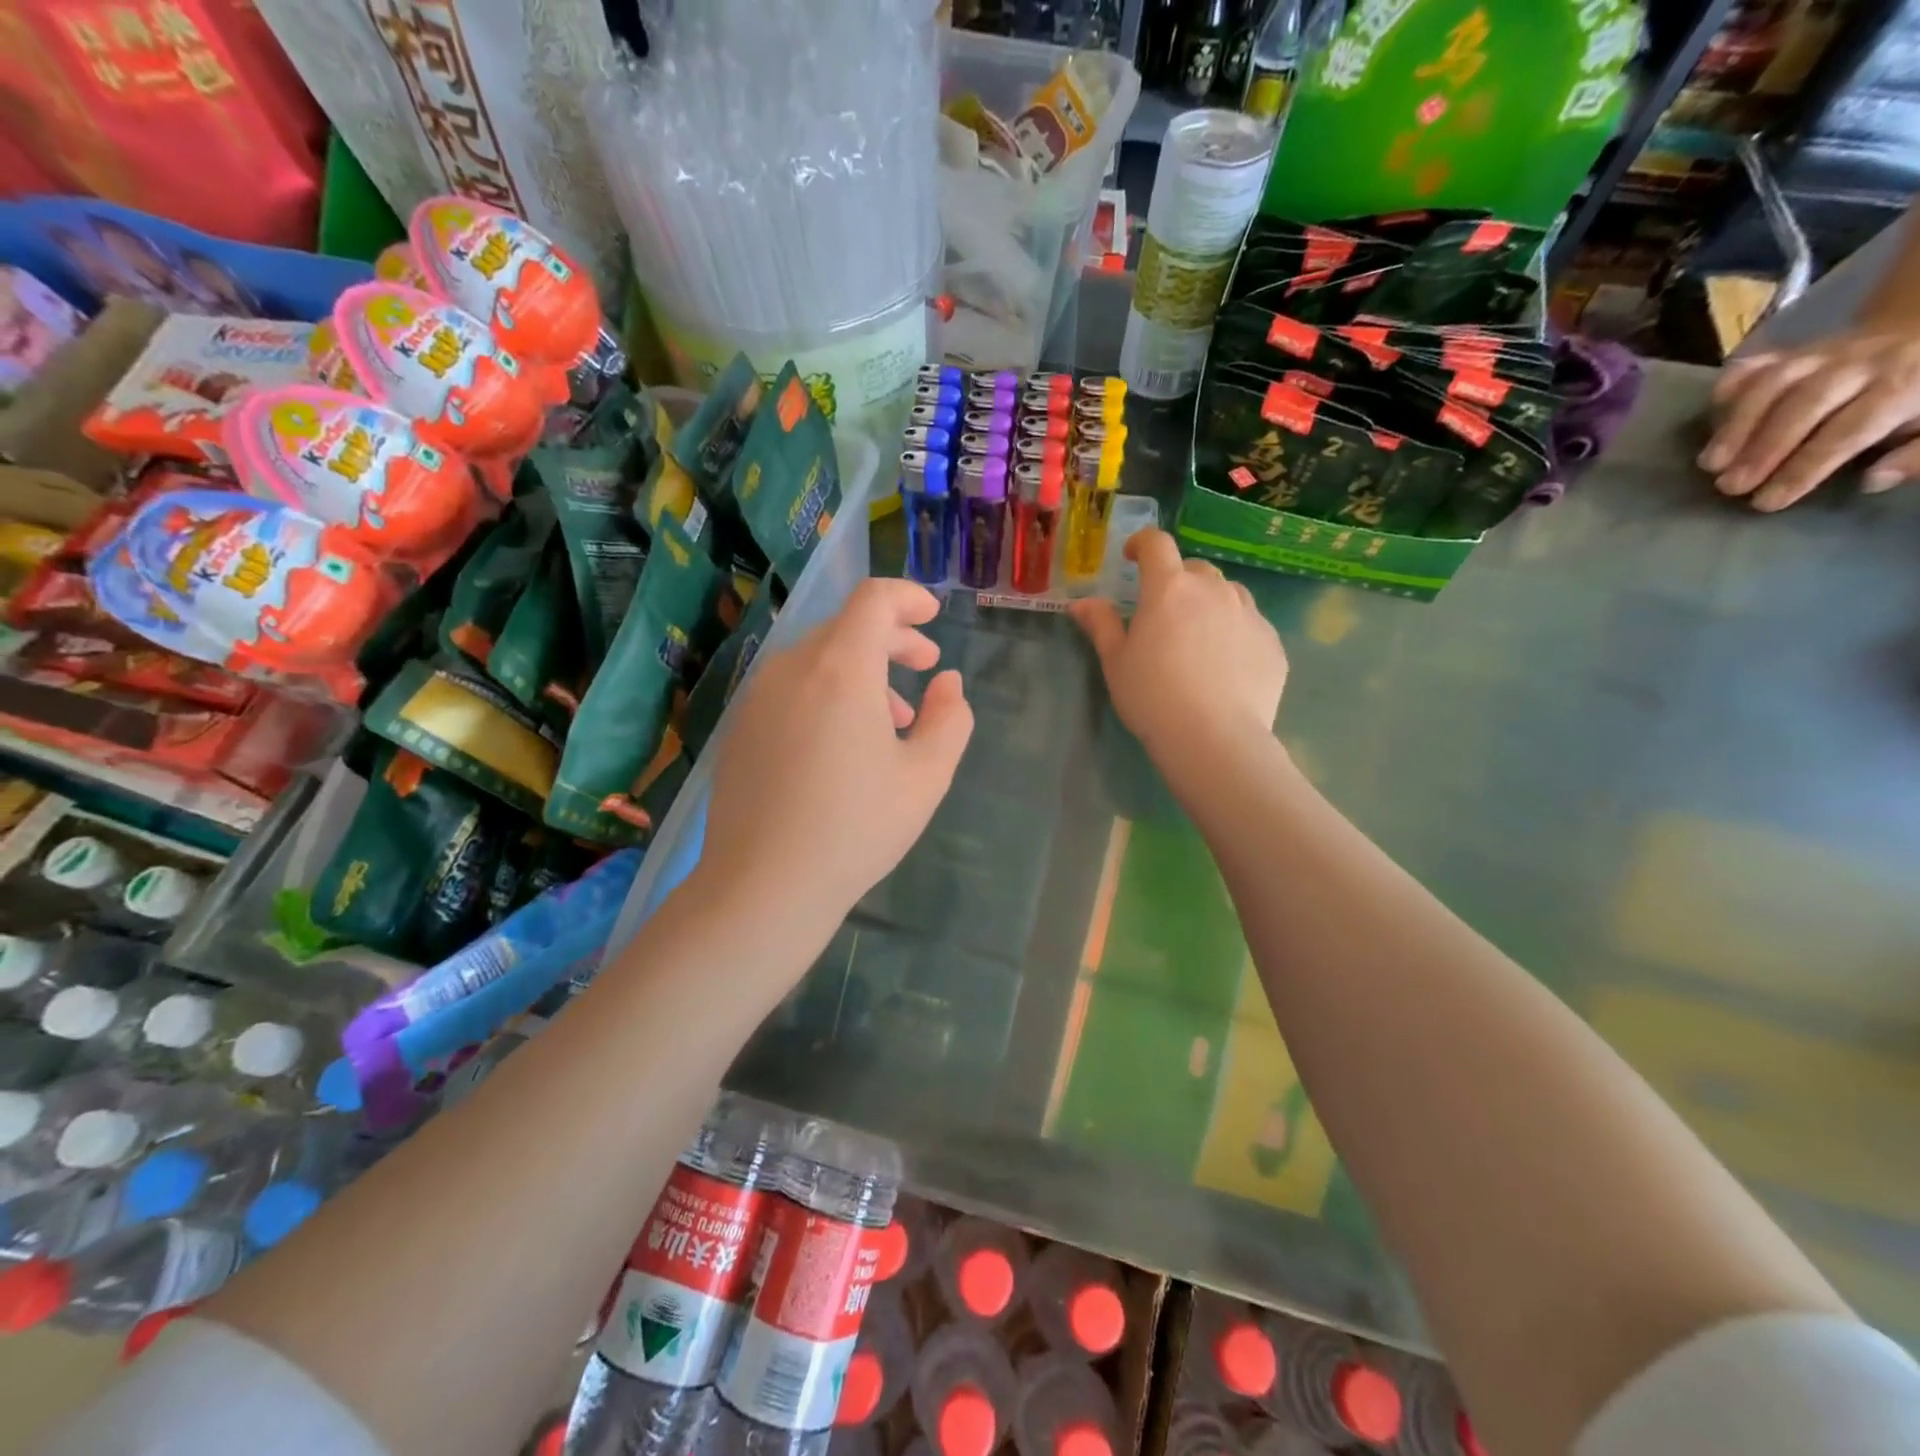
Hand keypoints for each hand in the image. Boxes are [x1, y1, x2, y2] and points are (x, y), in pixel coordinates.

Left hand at [696, 578, 972, 928]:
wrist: (763, 885)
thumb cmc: (856, 828)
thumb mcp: (926, 776)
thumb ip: (949, 718)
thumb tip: (948, 683)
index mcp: (841, 668)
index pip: (873, 599)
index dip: (908, 598)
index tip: (933, 616)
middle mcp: (792, 668)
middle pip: (846, 628)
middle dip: (892, 640)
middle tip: (925, 668)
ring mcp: (758, 697)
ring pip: (818, 660)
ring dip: (861, 672)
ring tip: (891, 720)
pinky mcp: (740, 728)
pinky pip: (792, 689)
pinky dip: (826, 694)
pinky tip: (843, 745)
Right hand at [1068, 530, 1286, 762]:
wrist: (1214, 737)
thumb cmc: (1152, 696)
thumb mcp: (1116, 662)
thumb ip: (1101, 625)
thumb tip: (1081, 603)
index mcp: (1169, 588)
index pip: (1156, 544)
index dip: (1142, 544)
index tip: (1132, 558)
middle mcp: (1213, 590)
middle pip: (1195, 569)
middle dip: (1177, 580)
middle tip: (1164, 612)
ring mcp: (1249, 614)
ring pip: (1228, 593)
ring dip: (1210, 603)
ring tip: (1199, 637)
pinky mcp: (1272, 642)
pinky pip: (1251, 625)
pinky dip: (1235, 632)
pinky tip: (1225, 666)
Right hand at [1701, 329, 1919, 509]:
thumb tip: (1874, 478)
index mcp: (1907, 385)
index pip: (1848, 432)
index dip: (1804, 469)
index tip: (1768, 502)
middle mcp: (1862, 363)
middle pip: (1804, 405)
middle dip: (1763, 449)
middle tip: (1730, 486)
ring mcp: (1822, 353)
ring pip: (1773, 384)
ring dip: (1735, 426)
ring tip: (1710, 464)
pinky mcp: (1792, 351)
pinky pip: (1755, 365)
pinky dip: (1728, 387)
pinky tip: (1713, 415)